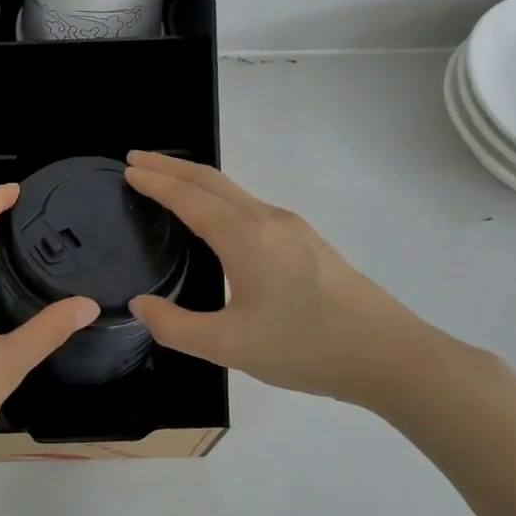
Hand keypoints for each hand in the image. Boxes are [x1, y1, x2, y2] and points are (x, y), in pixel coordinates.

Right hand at [123, 152, 449, 408]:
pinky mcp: (307, 243)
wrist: (389, 355)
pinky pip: (250, 206)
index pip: (189, 197)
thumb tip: (141, 305)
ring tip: (167, 183)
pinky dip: (219, 198)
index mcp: (245, 236)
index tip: (127, 169)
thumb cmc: (305, 347)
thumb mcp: (228, 345)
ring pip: (234, 191)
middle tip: (136, 160)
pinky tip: (215, 219)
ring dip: (195, 181)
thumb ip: (175, 326)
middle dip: (170, 167)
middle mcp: (268, 220)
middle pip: (211, 181)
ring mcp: (292, 229)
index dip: (155, 181)